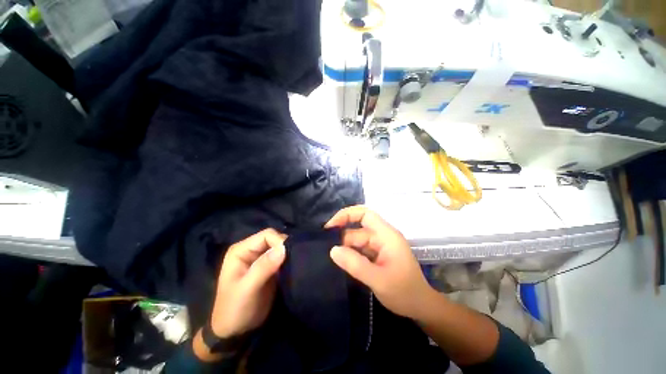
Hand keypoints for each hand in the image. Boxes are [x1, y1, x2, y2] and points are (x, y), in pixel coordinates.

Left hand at [210, 229, 286, 337]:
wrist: (235, 332)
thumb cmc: (235, 310)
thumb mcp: (247, 289)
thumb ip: (263, 267)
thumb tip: (284, 248)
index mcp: (241, 250)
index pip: (266, 235)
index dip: (279, 241)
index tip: (290, 254)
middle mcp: (251, 250)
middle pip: (274, 239)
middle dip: (285, 247)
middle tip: (295, 258)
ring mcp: (260, 259)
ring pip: (279, 248)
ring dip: (288, 254)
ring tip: (297, 262)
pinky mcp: (269, 268)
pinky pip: (282, 258)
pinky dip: (289, 261)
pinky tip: (294, 266)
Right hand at [325, 205, 435, 319]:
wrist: (421, 308)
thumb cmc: (404, 292)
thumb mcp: (379, 280)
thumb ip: (355, 264)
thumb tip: (332, 250)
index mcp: (386, 235)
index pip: (364, 214)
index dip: (346, 215)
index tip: (330, 227)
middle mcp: (382, 236)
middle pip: (357, 230)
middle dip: (342, 240)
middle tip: (325, 253)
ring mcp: (380, 246)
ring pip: (357, 242)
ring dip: (345, 250)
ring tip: (331, 261)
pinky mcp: (377, 255)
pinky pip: (360, 250)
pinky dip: (351, 256)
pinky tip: (342, 265)